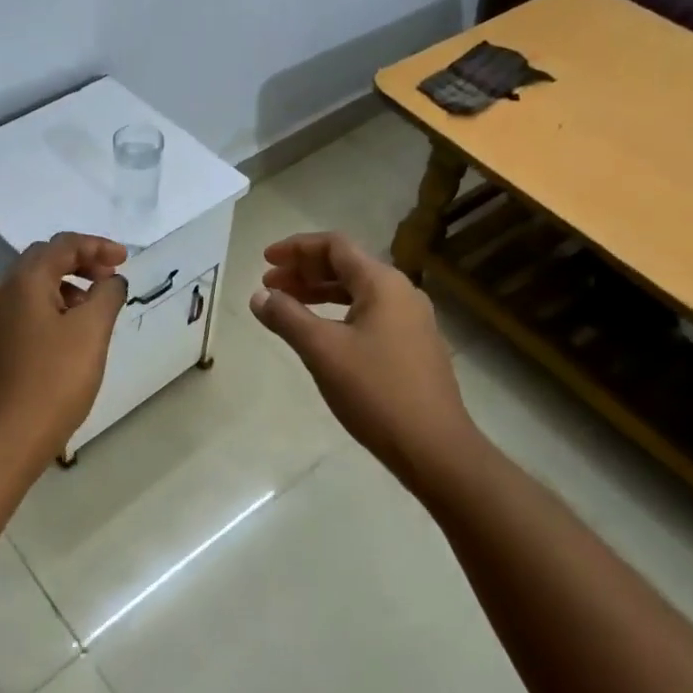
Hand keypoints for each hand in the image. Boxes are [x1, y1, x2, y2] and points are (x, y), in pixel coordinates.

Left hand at [0, 232, 127, 473]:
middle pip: (43, 261)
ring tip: (94, 310)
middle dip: (80, 263)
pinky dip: (51, 309)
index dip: (97, 246)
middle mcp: (1, 294)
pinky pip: (24, 312)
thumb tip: (111, 280)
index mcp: (24, 283)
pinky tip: (69, 336)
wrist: (5, 440)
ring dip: (66, 287)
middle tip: (110, 280)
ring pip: (32, 288)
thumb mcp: (92, 333)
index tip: (126, 260)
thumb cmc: (54, 382)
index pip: (62, 245)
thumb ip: (107, 296)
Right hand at [250, 231, 479, 483]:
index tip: (265, 261)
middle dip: (304, 271)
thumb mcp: (322, 351)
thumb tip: (259, 296)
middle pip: (347, 266)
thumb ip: (287, 317)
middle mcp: (401, 293)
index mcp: (382, 284)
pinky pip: (369, 315)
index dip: (297, 248)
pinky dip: (338, 314)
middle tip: (269, 286)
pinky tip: (320, 335)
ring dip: (319, 294)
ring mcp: (411, 321)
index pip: (335, 246)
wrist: (433, 446)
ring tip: (286, 307)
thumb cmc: (375, 391)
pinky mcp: (413, 347)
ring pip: (357, 293)